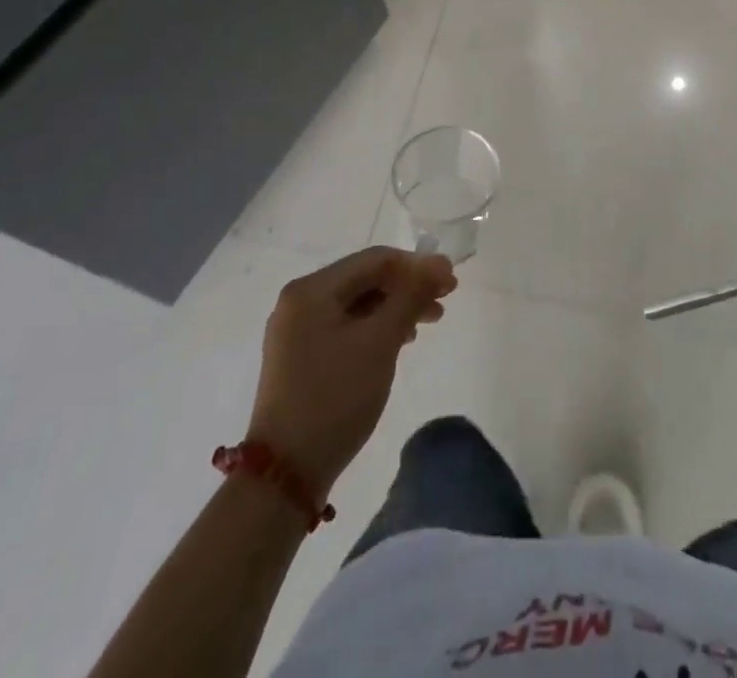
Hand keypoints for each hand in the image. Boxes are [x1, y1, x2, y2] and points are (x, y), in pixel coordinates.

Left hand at [248, 247, 456, 498]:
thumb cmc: (335, 397)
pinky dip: (375, 327)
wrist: (285, 476)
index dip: (418, 266)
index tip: (451, 282)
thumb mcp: (380, 341)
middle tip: (444, 302)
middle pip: (365, 279)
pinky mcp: (300, 357)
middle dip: (407, 287)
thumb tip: (440, 262)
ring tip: (428, 322)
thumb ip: (411, 295)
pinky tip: (399, 341)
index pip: (375, 260)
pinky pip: (345, 326)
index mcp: (311, 290)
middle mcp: (299, 301)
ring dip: (395, 307)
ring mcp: (296, 331)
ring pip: (357, 304)